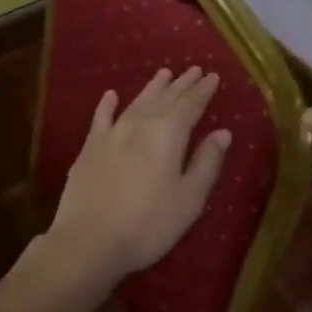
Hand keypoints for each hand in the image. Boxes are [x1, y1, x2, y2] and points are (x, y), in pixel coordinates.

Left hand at [43, 66, 232, 287]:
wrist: (88, 241)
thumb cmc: (148, 223)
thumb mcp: (189, 198)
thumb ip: (207, 162)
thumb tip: (222, 132)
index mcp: (168, 134)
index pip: (190, 104)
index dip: (203, 90)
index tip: (213, 76)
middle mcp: (140, 125)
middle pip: (165, 98)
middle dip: (181, 84)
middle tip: (194, 70)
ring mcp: (111, 135)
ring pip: (137, 102)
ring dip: (152, 88)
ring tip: (164, 73)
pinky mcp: (89, 149)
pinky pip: (101, 119)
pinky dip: (107, 105)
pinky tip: (111, 95)